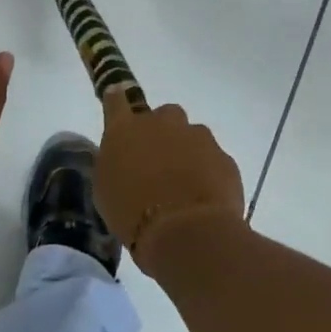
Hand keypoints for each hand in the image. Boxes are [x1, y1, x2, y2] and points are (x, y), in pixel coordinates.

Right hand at [96, 95, 245, 276]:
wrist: (186, 232)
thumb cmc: (133, 215)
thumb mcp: (106, 191)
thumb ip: (115, 164)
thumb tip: (124, 158)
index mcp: (125, 129)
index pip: (116, 101)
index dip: (117, 100)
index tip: (118, 99)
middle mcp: (162, 123)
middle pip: (163, 115)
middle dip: (163, 132)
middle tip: (159, 162)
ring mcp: (197, 136)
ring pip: (192, 135)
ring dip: (188, 152)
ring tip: (184, 186)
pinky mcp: (223, 156)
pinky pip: (213, 159)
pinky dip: (209, 173)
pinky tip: (204, 199)